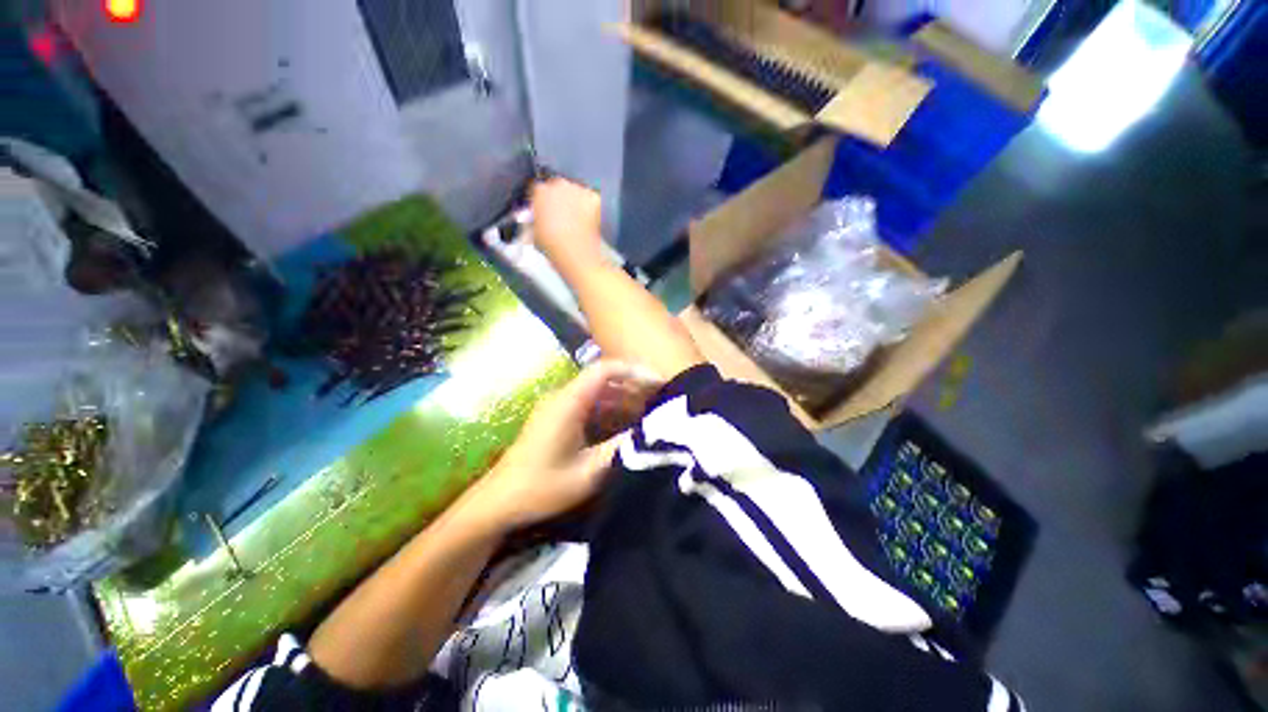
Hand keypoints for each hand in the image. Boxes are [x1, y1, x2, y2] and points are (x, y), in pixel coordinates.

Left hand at [468, 361, 660, 531]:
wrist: (499, 501)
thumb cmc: (543, 487)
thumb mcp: (588, 472)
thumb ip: (621, 447)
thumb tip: (652, 430)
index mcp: (569, 402)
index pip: (605, 370)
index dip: (634, 372)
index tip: (659, 384)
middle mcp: (563, 396)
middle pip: (604, 378)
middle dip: (633, 386)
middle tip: (661, 400)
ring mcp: (559, 406)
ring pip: (598, 392)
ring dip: (623, 399)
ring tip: (649, 412)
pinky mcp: (557, 418)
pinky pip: (589, 405)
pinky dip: (610, 410)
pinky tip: (625, 424)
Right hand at [530, 177, 604, 270]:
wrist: (575, 253)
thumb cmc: (553, 245)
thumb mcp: (533, 230)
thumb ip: (533, 217)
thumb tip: (535, 216)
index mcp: (540, 191)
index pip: (536, 187)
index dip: (539, 198)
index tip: (542, 205)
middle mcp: (559, 185)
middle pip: (557, 185)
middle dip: (558, 197)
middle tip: (560, 213)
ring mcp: (578, 190)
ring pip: (575, 190)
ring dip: (574, 200)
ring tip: (574, 218)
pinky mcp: (593, 198)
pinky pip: (590, 198)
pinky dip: (589, 206)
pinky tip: (586, 219)